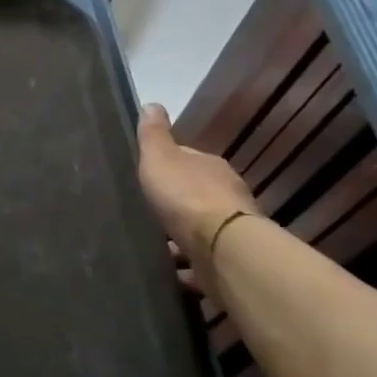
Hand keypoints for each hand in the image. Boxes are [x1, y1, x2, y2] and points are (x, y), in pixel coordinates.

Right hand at [136, 104, 260, 292]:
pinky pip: (201, 263)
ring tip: (154, 247)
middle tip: (146, 214)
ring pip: (200, 231)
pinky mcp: (226, 262)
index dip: (168, 167)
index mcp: (211, 168)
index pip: (188, 161)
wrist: (221, 248)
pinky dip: (187, 267)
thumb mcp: (160, 158)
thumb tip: (152, 103)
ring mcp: (229, 232)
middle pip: (196, 196)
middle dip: (175, 204)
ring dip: (181, 238)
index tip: (148, 176)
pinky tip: (169, 272)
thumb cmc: (186, 196)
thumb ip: (153, 135)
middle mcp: (227, 196)